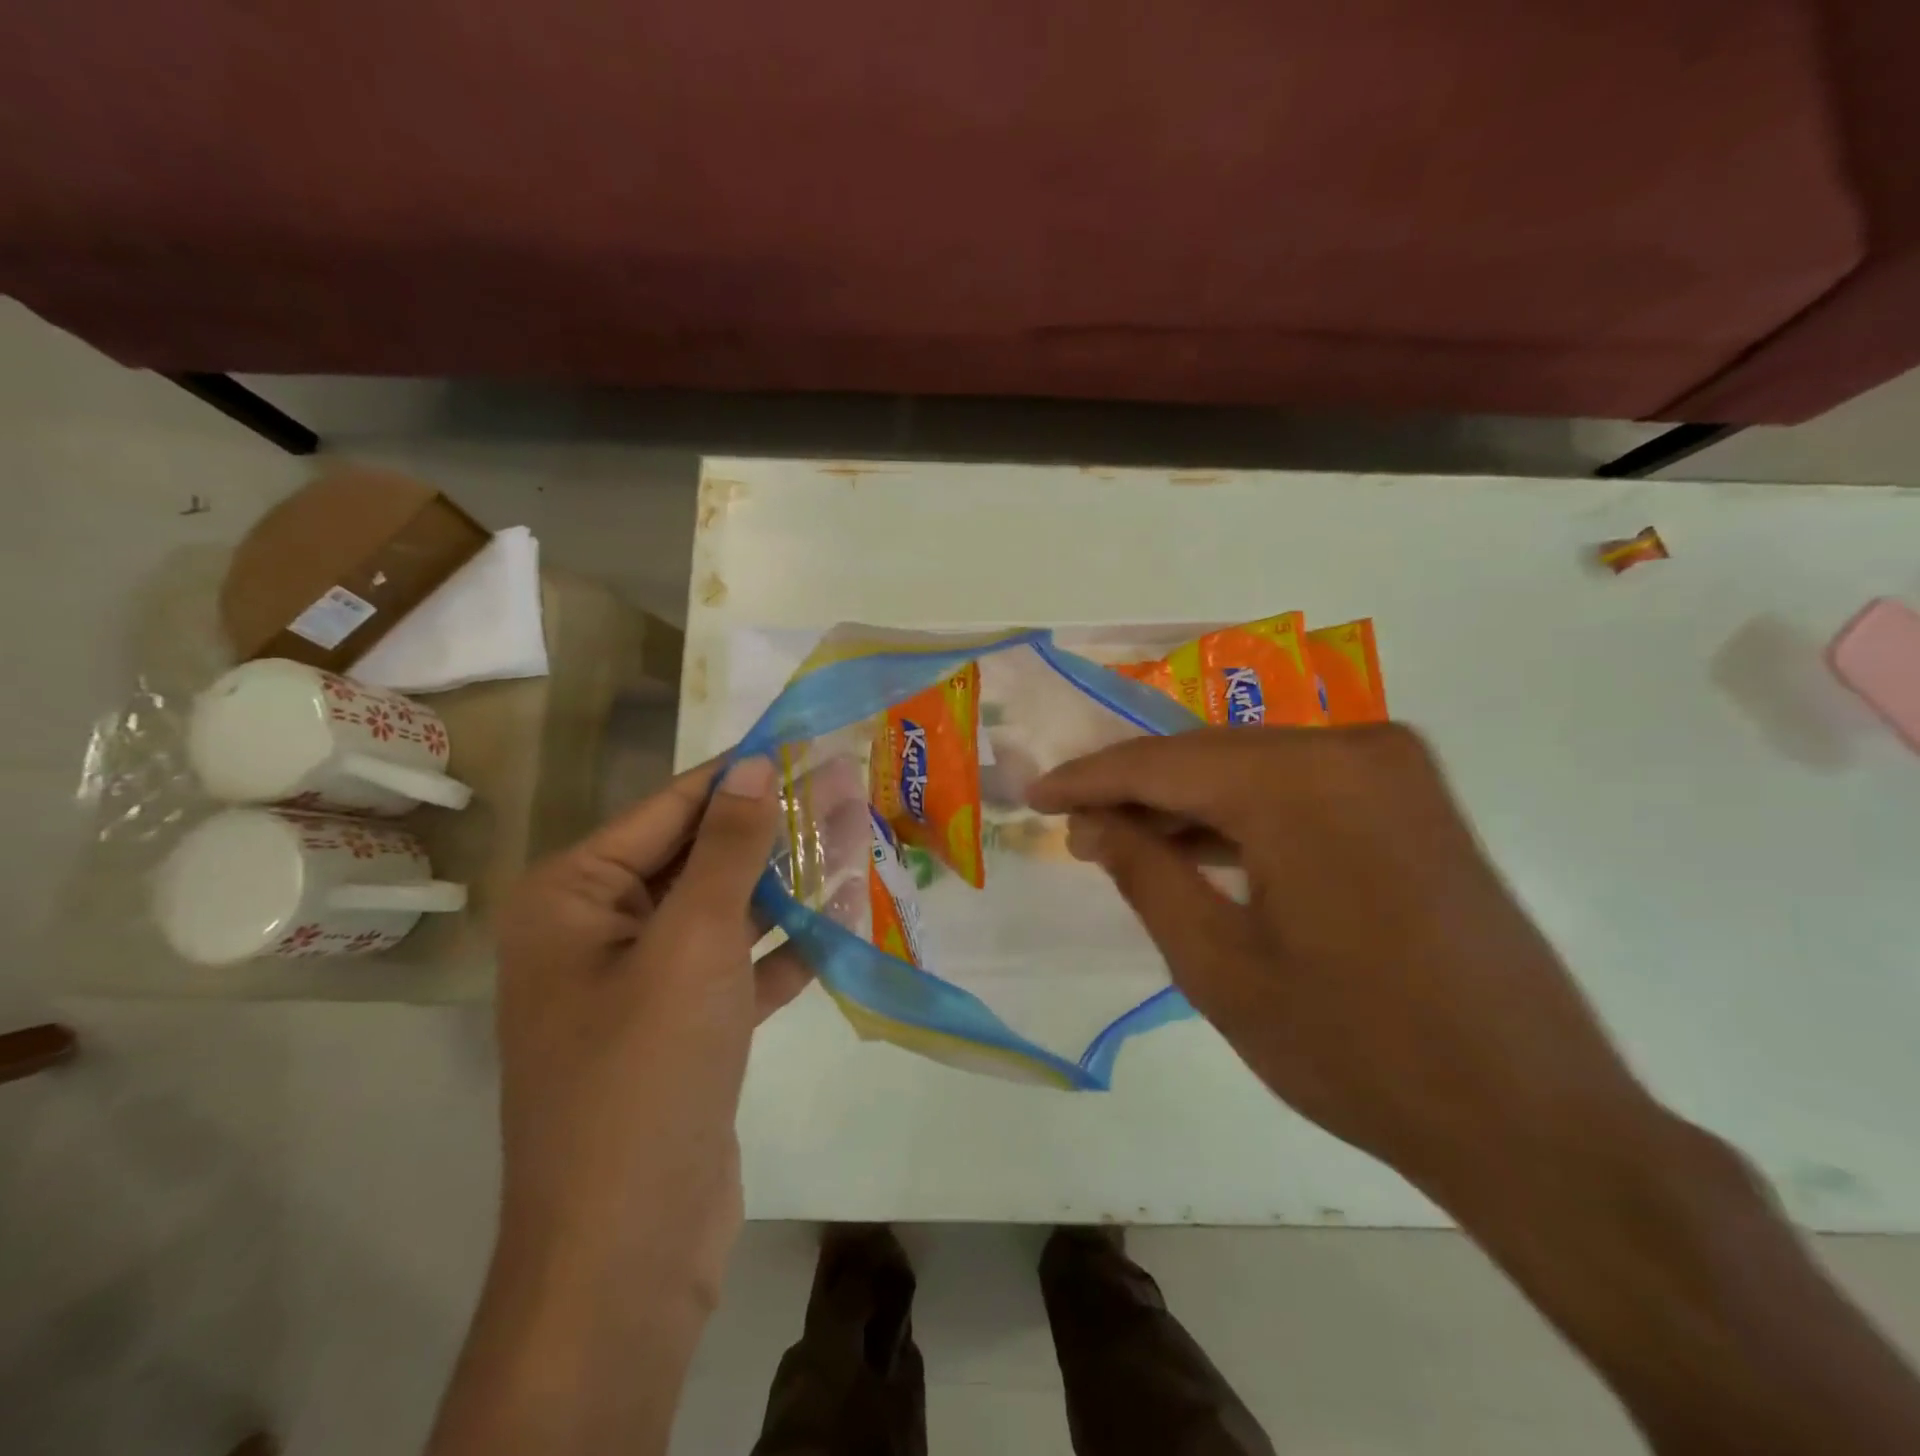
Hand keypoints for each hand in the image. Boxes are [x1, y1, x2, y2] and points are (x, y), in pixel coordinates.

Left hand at [492, 756, 808, 1307]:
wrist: (628, 1251)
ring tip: (860, 838)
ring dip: (789, 883)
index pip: (672, 807)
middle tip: (851, 788)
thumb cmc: (646, 1072)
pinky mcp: (682, 1029)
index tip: (807, 741)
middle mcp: (598, 930)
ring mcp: (642, 983)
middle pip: (702, 857)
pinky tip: (844, 918)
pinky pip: (737, 967)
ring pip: (726, 911)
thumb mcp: (692, 943)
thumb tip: (754, 765)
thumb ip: (727, 848)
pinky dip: (785, 947)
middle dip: (776, 827)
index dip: (744, 772)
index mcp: (574, 896)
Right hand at [1028, 726, 1657, 1198]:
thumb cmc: (1353, 1048)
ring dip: (1189, 803)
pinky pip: (1301, 787)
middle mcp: (1351, 747)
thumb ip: (1144, 874)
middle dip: (1136, 791)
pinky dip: (1246, 813)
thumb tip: (1091, 823)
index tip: (1034, 796)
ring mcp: (1393, 768)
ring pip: (1255, 768)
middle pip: (1209, 756)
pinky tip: (1203, 847)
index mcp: (1298, 781)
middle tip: (1076, 826)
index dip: (1088, 779)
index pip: (1162, 764)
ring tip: (1126, 841)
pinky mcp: (1415, 798)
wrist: (1532, 1118)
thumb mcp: (1217, 966)